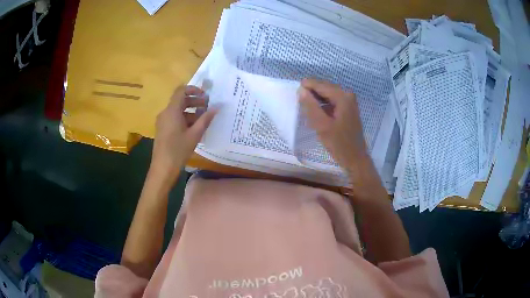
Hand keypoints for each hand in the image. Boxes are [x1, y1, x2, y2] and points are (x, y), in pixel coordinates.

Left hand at [150, 85, 216, 183]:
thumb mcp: (195, 134)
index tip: (205, 95)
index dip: (193, 89)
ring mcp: (163, 121)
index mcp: (172, 111)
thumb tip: (217, 107)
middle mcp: (165, 113)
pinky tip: (194, 128)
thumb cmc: (178, 150)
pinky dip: (184, 118)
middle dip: (195, 101)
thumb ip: (206, 119)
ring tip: (203, 118)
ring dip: (191, 111)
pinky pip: (174, 118)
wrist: (163, 167)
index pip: (181, 91)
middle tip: (208, 106)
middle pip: (180, 100)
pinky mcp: (162, 129)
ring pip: (177, 110)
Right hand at [298, 79, 382, 198]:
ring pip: (328, 94)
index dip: (307, 86)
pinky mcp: (349, 109)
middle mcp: (348, 95)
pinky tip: (317, 112)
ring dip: (317, 99)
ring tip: (306, 106)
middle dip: (312, 92)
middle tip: (299, 100)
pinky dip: (323, 104)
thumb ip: (310, 106)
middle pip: (325, 87)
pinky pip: (333, 101)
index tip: (295, 90)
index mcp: (343, 97)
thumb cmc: (339, 144)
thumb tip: (301, 90)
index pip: (321, 85)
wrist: (355, 158)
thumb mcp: (322, 125)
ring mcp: (350, 102)